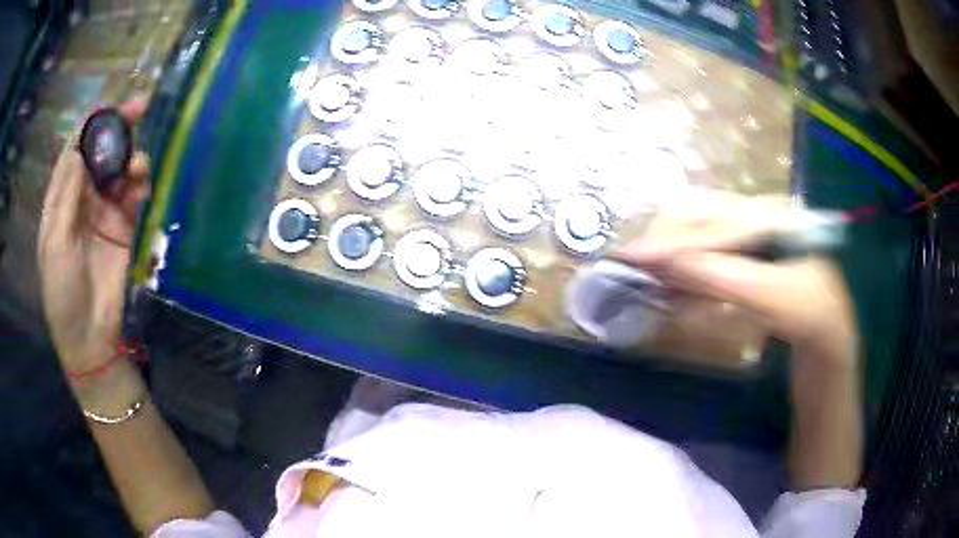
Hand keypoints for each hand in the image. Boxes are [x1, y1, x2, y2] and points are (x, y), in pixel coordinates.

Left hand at [38, 101, 150, 372]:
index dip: (90, 125)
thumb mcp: (55, 241)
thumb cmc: (62, 290)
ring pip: (119, 169)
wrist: (88, 335)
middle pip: (100, 152)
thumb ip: (67, 193)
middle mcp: (82, 198)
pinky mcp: (123, 227)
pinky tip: (142, 185)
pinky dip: (140, 183)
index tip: (109, 106)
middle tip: (139, 109)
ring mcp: (104, 212)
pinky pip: (133, 194)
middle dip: (117, 129)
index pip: (75, 150)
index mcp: (60, 199)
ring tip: (137, 166)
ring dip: (130, 158)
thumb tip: (82, 145)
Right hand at [617, 191, 856, 366]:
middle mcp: (755, 216)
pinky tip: (668, 286)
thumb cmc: (813, 317)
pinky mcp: (743, 260)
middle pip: (698, 218)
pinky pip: (703, 257)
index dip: (671, 240)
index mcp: (770, 214)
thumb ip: (727, 277)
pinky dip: (682, 272)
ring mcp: (748, 239)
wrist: (828, 340)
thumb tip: (669, 264)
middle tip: (630, 266)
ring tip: (642, 275)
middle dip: (664, 241)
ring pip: (696, 236)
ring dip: (669, 256)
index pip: (712, 223)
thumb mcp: (778, 299)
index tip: (632, 257)